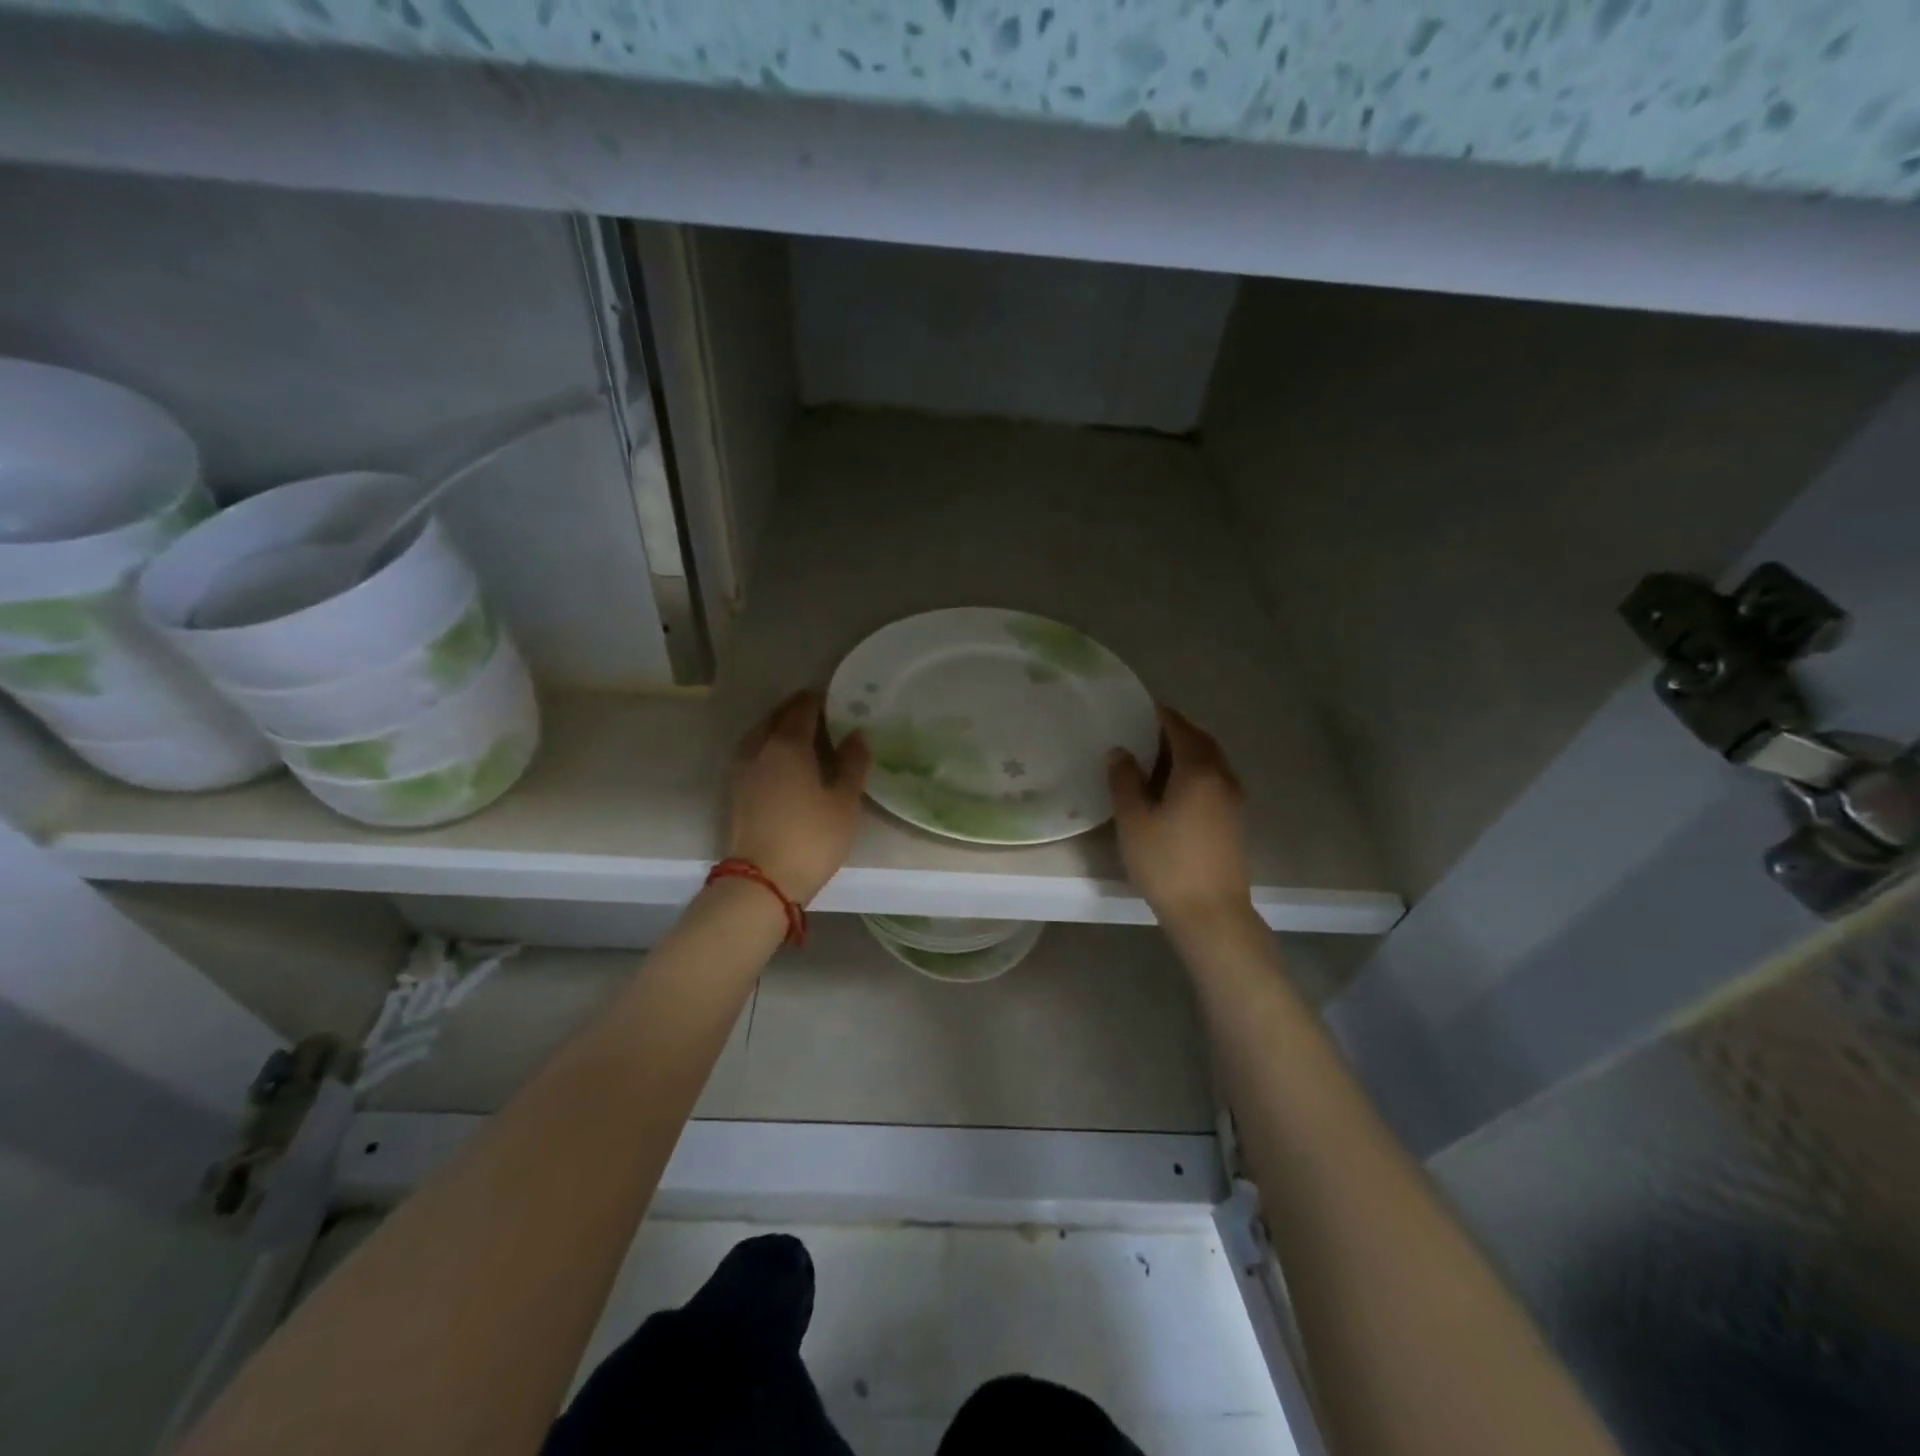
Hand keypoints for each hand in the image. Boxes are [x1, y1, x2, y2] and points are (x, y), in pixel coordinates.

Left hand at [727, 690, 870, 904]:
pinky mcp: (735, 791)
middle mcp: (760, 748)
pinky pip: (754, 754)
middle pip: (777, 717)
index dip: (819, 700)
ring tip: (803, 737)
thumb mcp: (844, 802)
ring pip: (761, 735)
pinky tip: (784, 763)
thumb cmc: (812, 838)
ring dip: (780, 728)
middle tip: (822, 715)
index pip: (802, 708)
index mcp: (788, 744)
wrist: (762, 881)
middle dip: (797, 710)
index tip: (835, 699)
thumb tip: (857, 734)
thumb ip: (852, 764)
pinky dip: (769, 749)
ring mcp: (742, 770)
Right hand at [1108, 705, 1252, 930]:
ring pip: (1210, 761)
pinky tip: (1172, 788)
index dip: (1160, 715)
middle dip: (1175, 731)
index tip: (1139, 708)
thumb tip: (1120, 751)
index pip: (1179, 728)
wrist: (1210, 914)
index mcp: (1198, 770)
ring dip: (1186, 752)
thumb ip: (1125, 780)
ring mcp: (1233, 799)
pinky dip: (1194, 771)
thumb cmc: (1166, 863)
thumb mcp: (1134, 820)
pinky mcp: (1234, 820)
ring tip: (1154, 758)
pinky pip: (1214, 780)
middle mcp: (1222, 777)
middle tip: (1144, 730)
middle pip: (1200, 741)